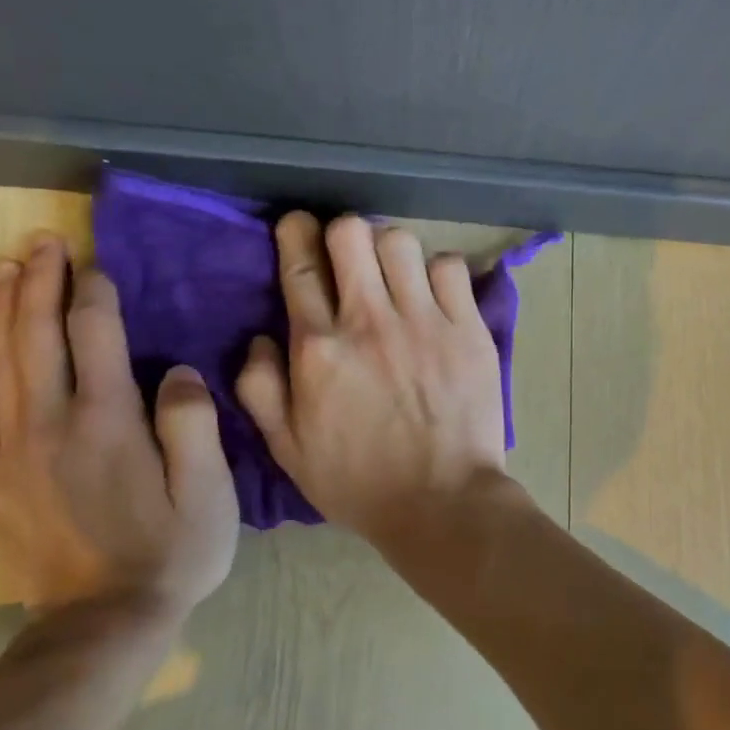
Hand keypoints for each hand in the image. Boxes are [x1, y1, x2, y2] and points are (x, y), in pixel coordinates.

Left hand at [0, 234, 239, 614]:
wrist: (104, 622)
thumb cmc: (173, 552)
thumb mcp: (210, 491)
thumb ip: (193, 423)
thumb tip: (176, 370)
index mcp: (110, 420)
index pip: (96, 334)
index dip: (96, 292)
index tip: (98, 263)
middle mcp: (53, 422)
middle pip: (38, 334)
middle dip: (41, 281)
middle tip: (44, 241)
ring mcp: (13, 450)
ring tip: (4, 267)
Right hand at [235, 214, 509, 546]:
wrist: (442, 501)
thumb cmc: (359, 482)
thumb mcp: (288, 449)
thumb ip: (261, 388)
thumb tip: (262, 337)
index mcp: (318, 348)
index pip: (299, 265)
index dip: (295, 233)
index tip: (298, 227)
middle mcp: (369, 321)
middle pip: (351, 233)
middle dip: (342, 234)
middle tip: (349, 257)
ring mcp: (424, 321)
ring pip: (400, 241)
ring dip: (391, 252)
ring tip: (396, 278)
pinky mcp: (468, 330)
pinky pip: (451, 268)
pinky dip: (439, 273)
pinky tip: (435, 298)